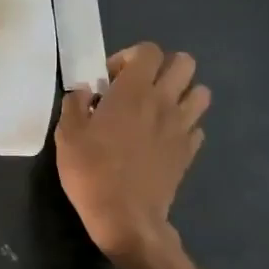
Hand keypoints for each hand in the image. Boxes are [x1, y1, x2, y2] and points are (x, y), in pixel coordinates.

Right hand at [56, 43, 210, 262]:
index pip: (149, 50)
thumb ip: (74, 104)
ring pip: (201, 92)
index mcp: (133, 91)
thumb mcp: (67, 135)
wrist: (125, 217)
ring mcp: (181, 127)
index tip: (111, 79)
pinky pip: (197, 126)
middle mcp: (163, 101)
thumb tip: (84, 91)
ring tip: (159, 110)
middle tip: (140, 88)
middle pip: (184, 63)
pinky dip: (185, 126)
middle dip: (164, 68)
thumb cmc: (91, 171)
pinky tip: (165, 139)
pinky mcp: (189, 152)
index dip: (130, 57)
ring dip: (182, 94)